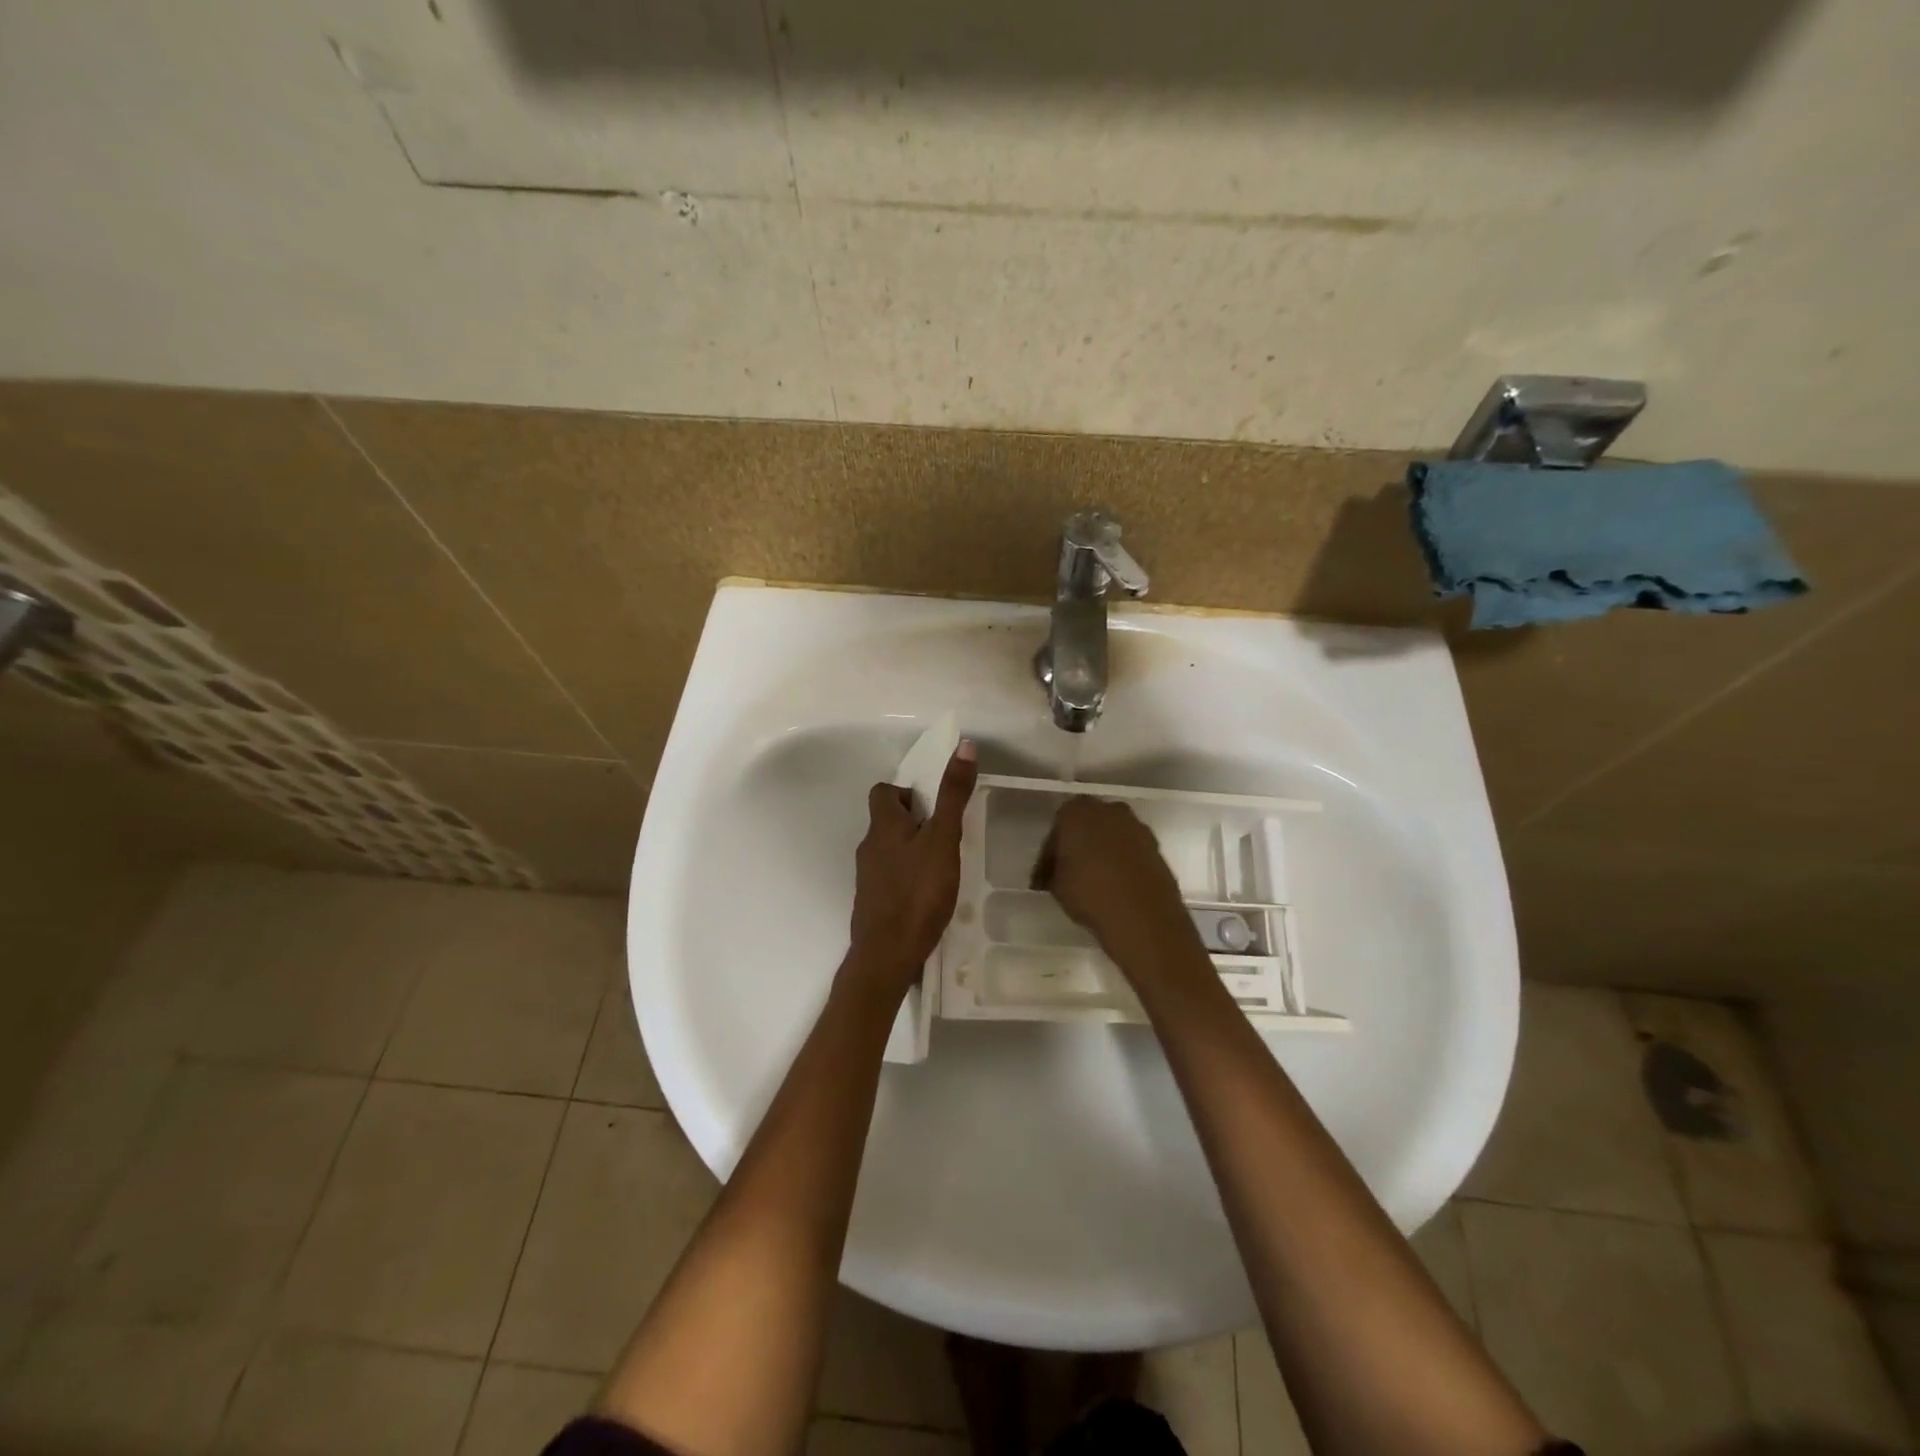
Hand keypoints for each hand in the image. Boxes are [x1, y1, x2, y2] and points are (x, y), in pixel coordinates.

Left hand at [846, 741, 978, 996]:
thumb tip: (962, 746)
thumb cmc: (918, 892)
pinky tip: (928, 895)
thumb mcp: (943, 840)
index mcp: (883, 825)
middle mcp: (869, 846)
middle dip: (915, 823)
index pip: (883, 792)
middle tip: (946, 837)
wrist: (887, 955)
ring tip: (942, 867)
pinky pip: (890, 877)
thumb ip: (953, 796)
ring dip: (912, 851)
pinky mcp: (873, 903)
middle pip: (888, 821)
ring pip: (890, 850)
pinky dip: (908, 877)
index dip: (907, 792)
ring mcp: (868, 877)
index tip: (934, 807)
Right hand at [1032, 797, 1202, 980]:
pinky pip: (1130, 850)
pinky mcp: (1156, 846)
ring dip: (1102, 853)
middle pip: (1087, 825)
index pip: (1057, 828)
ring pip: (1111, 836)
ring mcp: (1137, 826)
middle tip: (1069, 873)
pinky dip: (1122, 862)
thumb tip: (1055, 873)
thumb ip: (1053, 870)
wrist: (1142, 915)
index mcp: (1077, 812)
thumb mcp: (1056, 885)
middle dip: (1078, 846)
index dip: (1050, 853)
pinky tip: (1116, 885)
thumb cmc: (1089, 893)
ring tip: (1094, 881)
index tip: (1046, 875)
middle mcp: (1109, 810)